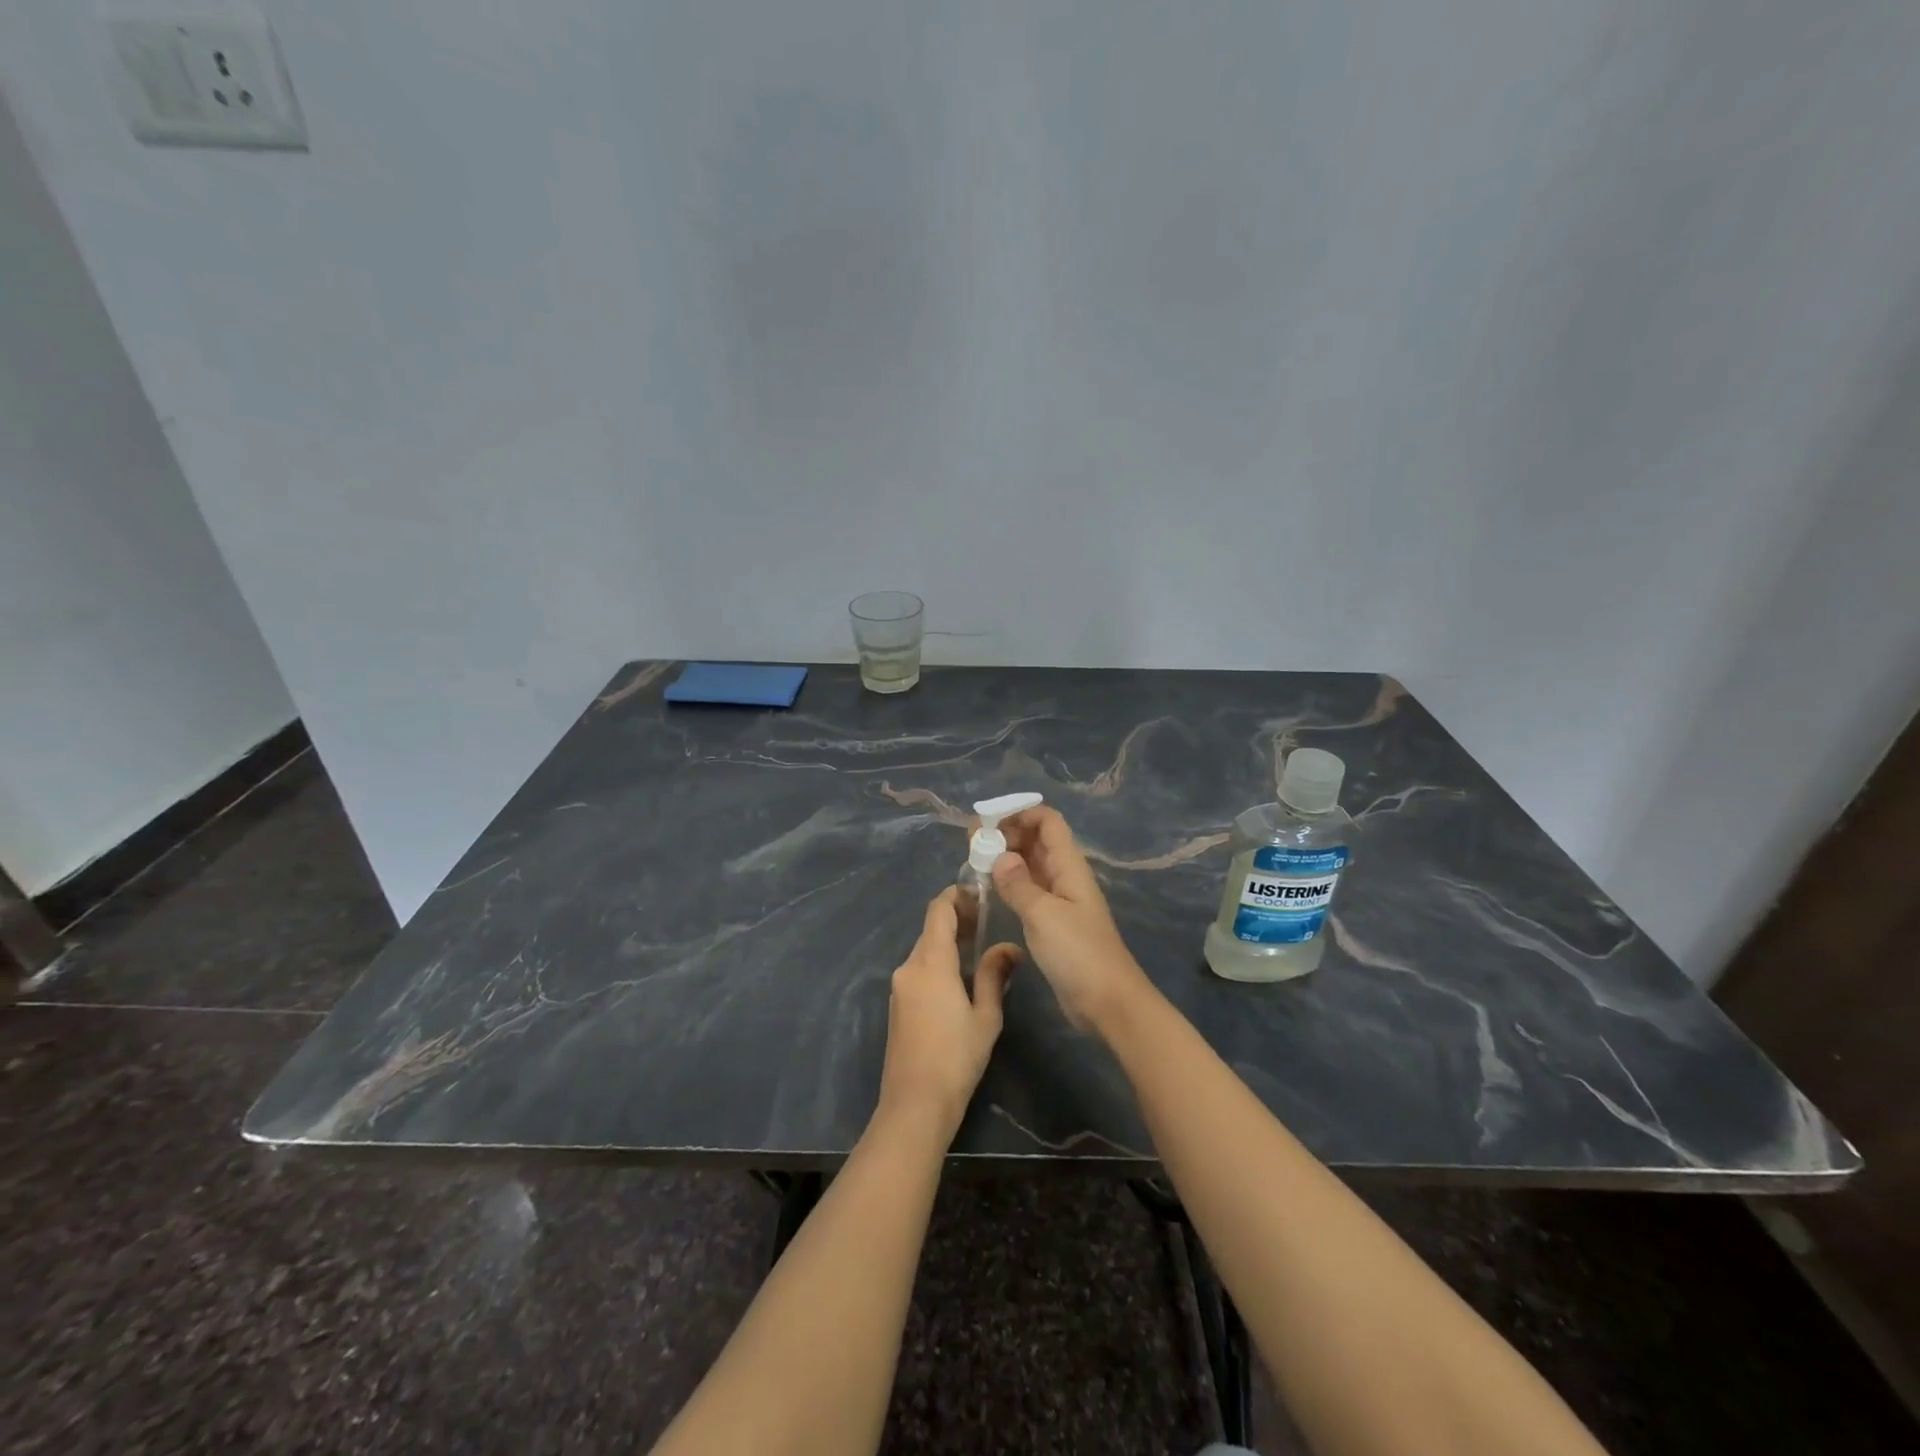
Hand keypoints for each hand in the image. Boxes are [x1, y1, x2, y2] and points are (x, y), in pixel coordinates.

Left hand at [876, 889, 1020, 1138]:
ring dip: (948, 943)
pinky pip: (918, 970)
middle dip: (957, 920)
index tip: (980, 894)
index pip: (938, 910)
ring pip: (924, 950)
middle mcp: (909, 966)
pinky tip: (959, 978)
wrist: (915, 1105)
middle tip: (988, 922)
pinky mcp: (896, 1005)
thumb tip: (1010, 947)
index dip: (957, 895)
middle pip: (931, 929)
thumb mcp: (986, 1015)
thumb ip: (994, 974)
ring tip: (979, 949)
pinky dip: (938, 963)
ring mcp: (898, 986)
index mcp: (930, 962)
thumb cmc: (957, 1058)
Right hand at [992, 807, 1153, 1032]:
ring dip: (1005, 859)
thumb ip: (1018, 883)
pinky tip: (988, 891)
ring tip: (974, 864)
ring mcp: (1060, 900)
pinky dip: (1009, 884)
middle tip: (971, 844)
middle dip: (1007, 834)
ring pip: (1030, 866)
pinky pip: (1029, 891)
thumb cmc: (1078, 953)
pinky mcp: (1052, 923)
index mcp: (1068, 866)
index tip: (987, 822)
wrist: (1107, 1002)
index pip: (1048, 822)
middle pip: (1037, 840)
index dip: (1020, 814)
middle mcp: (1065, 876)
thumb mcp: (1043, 914)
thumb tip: (1000, 856)